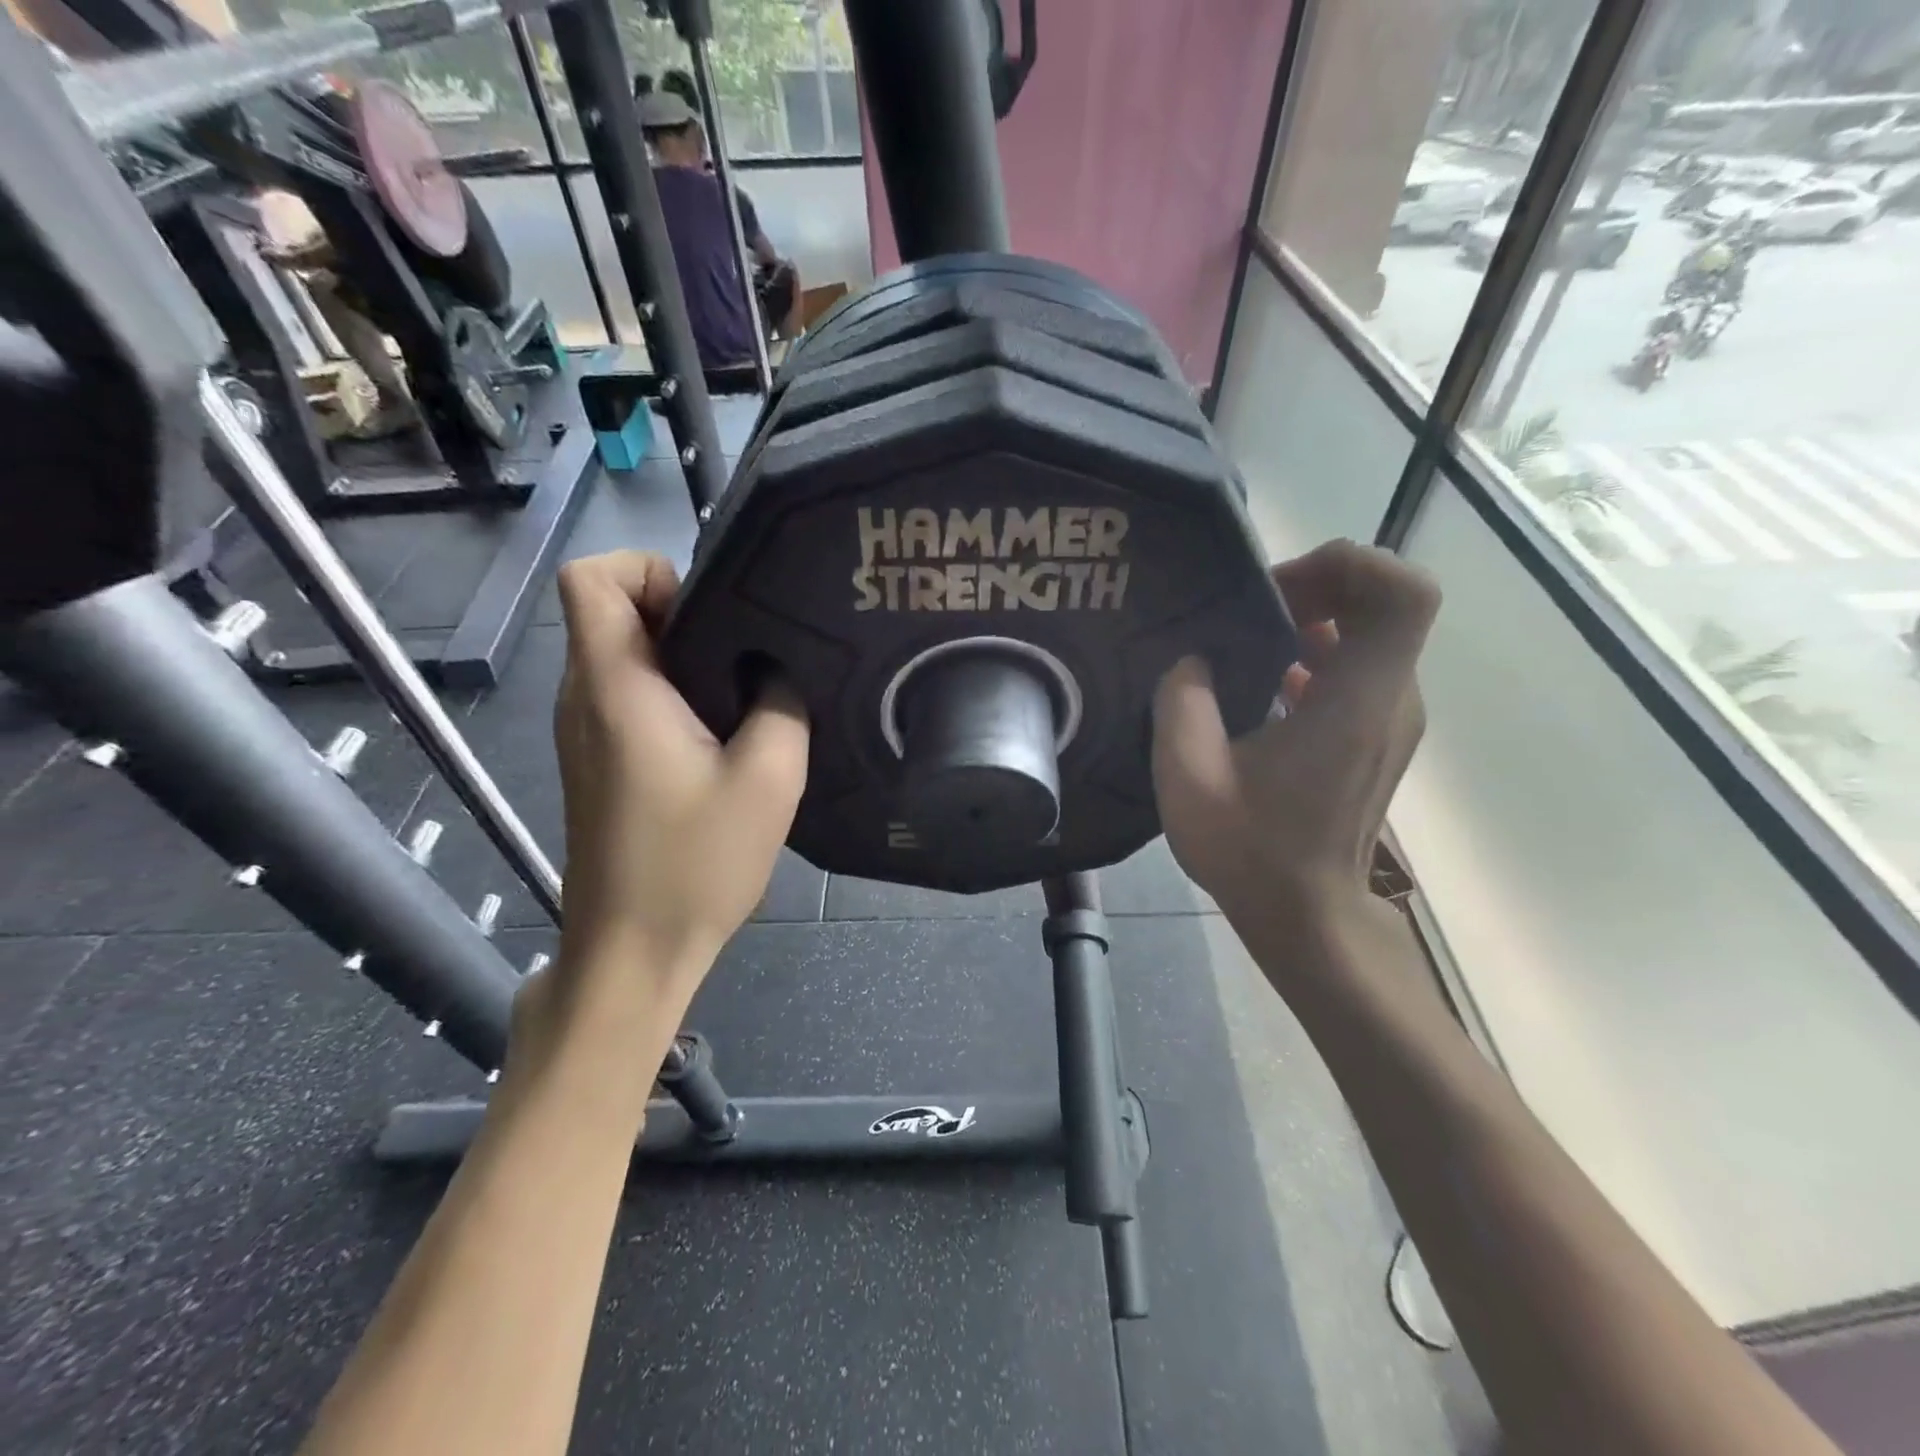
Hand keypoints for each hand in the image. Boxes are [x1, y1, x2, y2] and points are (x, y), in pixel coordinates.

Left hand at [550, 551, 807, 986]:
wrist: (633, 951)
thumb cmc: (694, 864)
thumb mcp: (769, 779)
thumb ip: (782, 704)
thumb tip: (775, 669)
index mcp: (617, 688)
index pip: (590, 577)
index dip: (647, 569)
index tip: (710, 609)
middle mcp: (586, 698)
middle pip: (615, 610)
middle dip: (685, 612)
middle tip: (752, 653)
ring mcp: (586, 733)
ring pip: (626, 654)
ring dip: (686, 657)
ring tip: (749, 692)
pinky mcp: (599, 762)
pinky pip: (631, 696)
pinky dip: (675, 693)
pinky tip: (725, 735)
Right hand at [1151, 540, 1438, 930]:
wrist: (1307, 917)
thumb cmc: (1252, 852)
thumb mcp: (1189, 777)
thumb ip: (1182, 702)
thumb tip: (1193, 661)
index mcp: (1357, 702)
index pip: (1402, 592)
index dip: (1346, 566)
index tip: (1276, 590)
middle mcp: (1391, 701)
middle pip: (1384, 604)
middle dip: (1317, 586)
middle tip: (1248, 609)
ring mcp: (1391, 720)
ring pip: (1372, 634)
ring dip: (1314, 619)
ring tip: (1246, 641)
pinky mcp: (1377, 737)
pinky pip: (1359, 668)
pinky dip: (1317, 653)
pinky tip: (1263, 682)